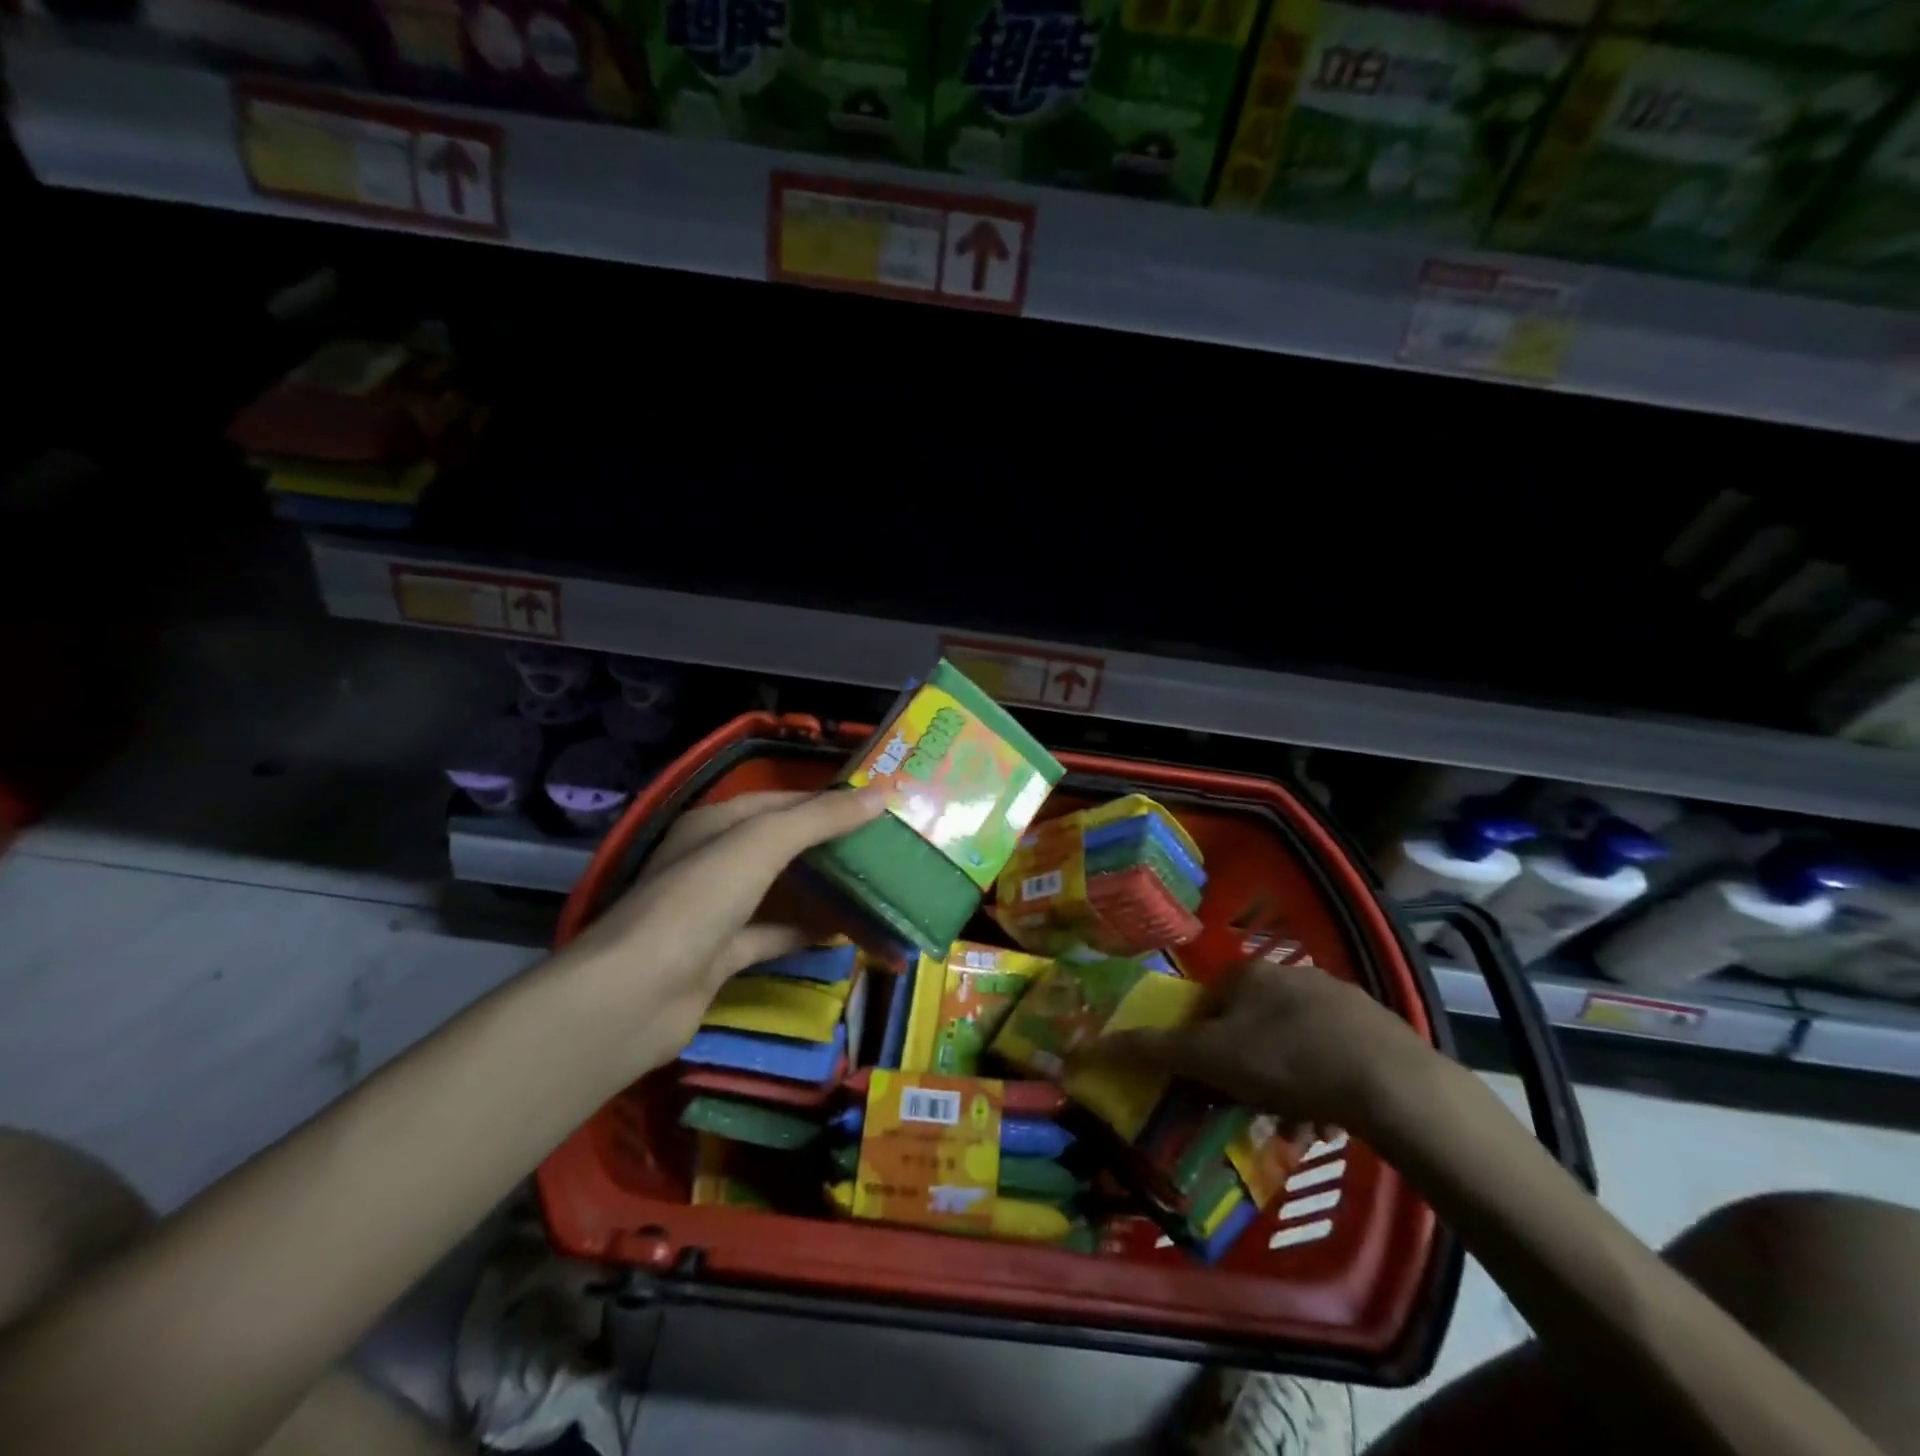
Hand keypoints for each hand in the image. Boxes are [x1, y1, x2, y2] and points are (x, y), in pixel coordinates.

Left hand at [563, 787, 886, 1054]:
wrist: (638, 994)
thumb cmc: (699, 900)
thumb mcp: (762, 844)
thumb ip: (820, 819)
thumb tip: (880, 795)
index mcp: (716, 824)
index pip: (782, 802)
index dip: (828, 802)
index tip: (878, 808)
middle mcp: (714, 861)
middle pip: (783, 846)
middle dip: (830, 846)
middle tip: (885, 849)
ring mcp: (717, 910)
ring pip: (781, 892)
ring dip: (822, 890)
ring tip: (875, 888)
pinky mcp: (722, 956)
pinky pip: (774, 935)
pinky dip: (806, 932)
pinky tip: (844, 933)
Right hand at [1090, 951, 1435, 1129]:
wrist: (1391, 1084)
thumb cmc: (1285, 1061)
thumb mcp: (1209, 1059)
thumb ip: (1152, 1050)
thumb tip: (1090, 1045)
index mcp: (1249, 974)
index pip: (1209, 1003)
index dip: (1204, 1044)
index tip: (1211, 1082)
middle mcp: (1292, 974)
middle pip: (1252, 1024)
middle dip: (1247, 1067)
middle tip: (1250, 1107)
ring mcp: (1339, 998)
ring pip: (1293, 1042)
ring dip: (1285, 1083)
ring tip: (1292, 1125)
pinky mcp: (1376, 1027)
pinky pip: (1334, 1055)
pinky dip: (1323, 1085)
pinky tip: (1329, 1122)